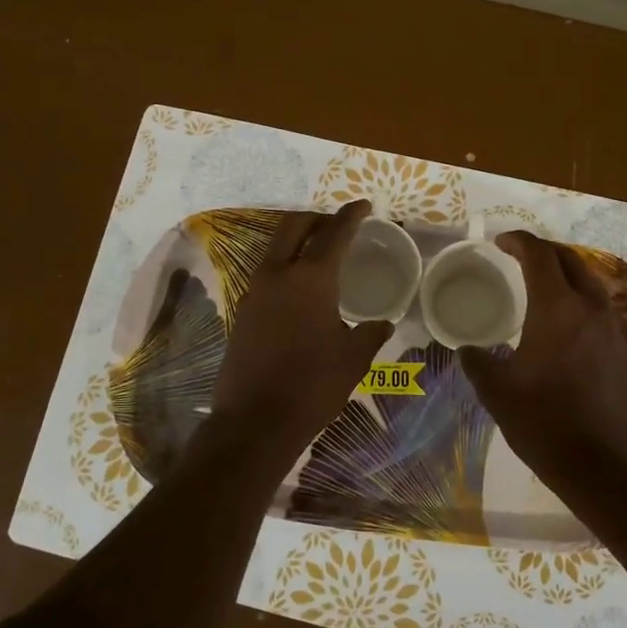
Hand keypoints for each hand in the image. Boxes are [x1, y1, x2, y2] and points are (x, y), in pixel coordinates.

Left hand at [209, 201, 391, 459]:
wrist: (255, 421)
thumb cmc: (312, 386)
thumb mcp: (354, 358)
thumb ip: (371, 333)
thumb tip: (383, 323)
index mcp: (310, 278)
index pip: (334, 233)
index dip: (350, 215)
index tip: (363, 206)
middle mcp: (277, 274)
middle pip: (294, 226)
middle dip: (317, 218)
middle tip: (338, 224)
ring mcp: (254, 291)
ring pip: (275, 248)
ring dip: (298, 240)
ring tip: (320, 250)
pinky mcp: (243, 311)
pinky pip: (266, 273)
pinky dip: (285, 265)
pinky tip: (300, 286)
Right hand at [459, 232, 626, 482]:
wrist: (603, 464)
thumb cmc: (544, 422)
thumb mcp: (497, 392)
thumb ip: (478, 363)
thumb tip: (467, 350)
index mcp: (557, 308)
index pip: (539, 255)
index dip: (519, 242)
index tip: (500, 243)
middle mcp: (590, 308)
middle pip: (570, 260)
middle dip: (544, 251)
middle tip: (519, 257)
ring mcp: (612, 329)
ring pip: (589, 283)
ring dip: (565, 274)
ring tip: (541, 285)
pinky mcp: (623, 350)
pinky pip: (599, 308)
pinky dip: (578, 300)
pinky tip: (563, 323)